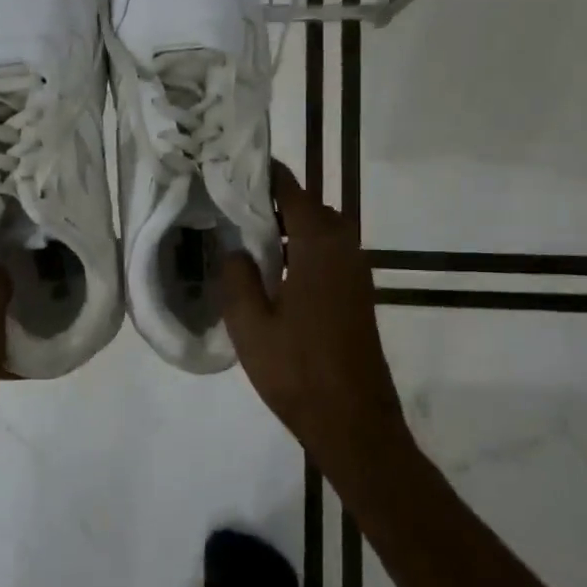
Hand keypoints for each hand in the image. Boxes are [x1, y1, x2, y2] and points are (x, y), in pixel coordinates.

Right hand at [220, 161, 410, 489]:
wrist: (354, 422)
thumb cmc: (298, 371)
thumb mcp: (250, 325)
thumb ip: (236, 277)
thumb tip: (234, 248)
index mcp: (318, 247)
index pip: (292, 191)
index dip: (265, 175)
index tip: (233, 165)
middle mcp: (343, 249)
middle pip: (309, 207)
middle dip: (273, 198)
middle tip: (231, 200)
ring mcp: (355, 272)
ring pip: (319, 230)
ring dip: (287, 224)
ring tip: (244, 230)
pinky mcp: (356, 293)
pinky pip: (326, 252)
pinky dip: (300, 246)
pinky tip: (271, 267)